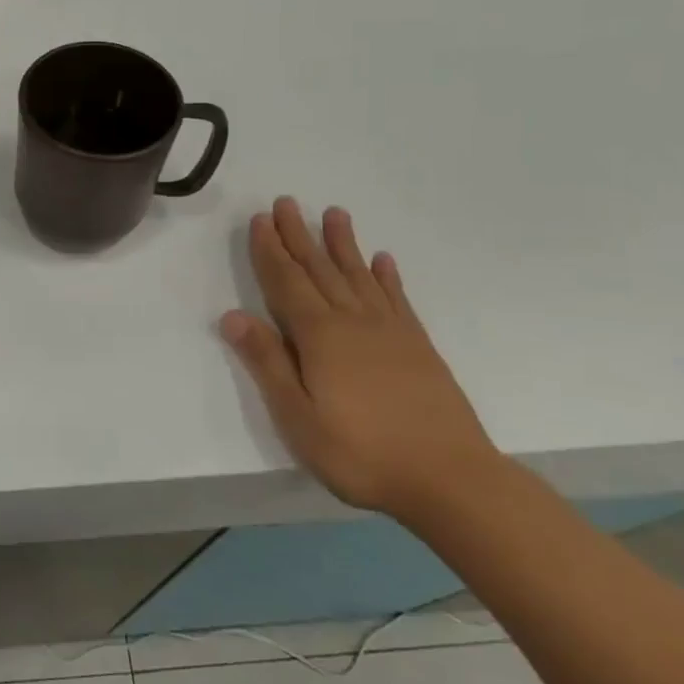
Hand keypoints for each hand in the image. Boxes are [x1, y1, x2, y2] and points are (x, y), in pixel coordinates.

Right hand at [221, 197, 500, 520]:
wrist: (450, 480)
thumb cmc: (360, 453)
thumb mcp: (297, 416)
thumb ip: (267, 362)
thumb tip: (233, 316)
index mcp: (319, 336)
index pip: (286, 282)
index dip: (270, 250)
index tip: (260, 219)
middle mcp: (353, 322)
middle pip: (319, 270)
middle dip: (298, 235)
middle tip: (286, 202)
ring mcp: (390, 332)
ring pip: (358, 276)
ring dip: (343, 244)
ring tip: (334, 213)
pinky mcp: (418, 347)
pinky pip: (397, 299)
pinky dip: (386, 277)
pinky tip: (383, 261)